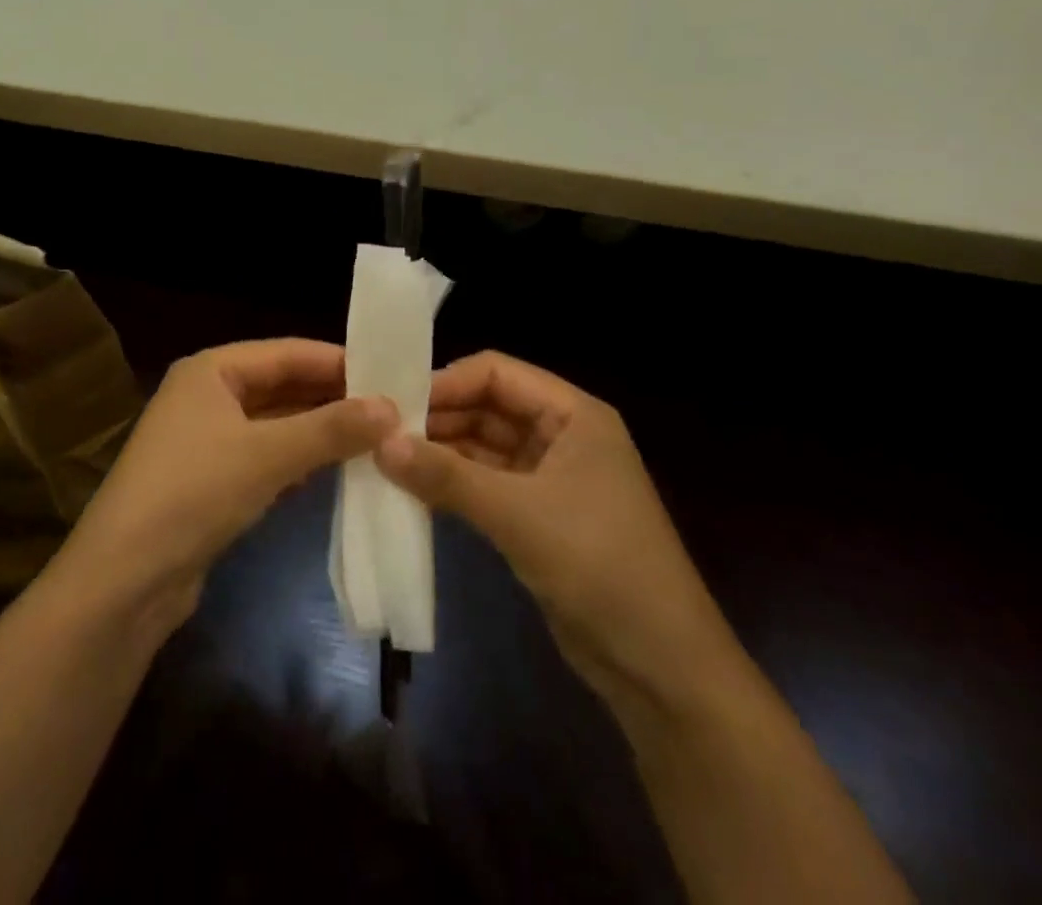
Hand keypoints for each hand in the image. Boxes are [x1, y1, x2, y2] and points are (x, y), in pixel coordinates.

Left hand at [62, 340, 396, 623]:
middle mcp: (207, 395)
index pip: (286, 352)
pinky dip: (298, 462)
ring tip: (376, 438)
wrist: (125, 579)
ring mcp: (207, 440)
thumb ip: (330, 428)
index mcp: (211, 370)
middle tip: (391, 409)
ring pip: (276, 425)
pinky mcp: (211, 481)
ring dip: (319, 432)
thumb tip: (391, 407)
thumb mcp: (267, 454)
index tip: (390, 373)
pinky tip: (336, 471)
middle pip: (281, 387)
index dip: (337, 361)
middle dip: (331, 399)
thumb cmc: (194, 493)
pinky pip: (266, 458)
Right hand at [374, 352, 738, 711]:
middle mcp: (562, 435)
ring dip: (440, 452)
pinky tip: (413, 490)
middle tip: (380, 432)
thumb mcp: (517, 515)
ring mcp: (550, 476)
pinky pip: (486, 483)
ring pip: (483, 446)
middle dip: (438, 418)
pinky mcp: (538, 515)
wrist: (662, 669)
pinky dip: (453, 484)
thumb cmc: (599, 566)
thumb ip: (446, 476)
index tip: (394, 403)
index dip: (446, 382)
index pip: (497, 373)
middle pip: (488, 406)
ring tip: (386, 459)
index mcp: (573, 414)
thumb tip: (379, 443)